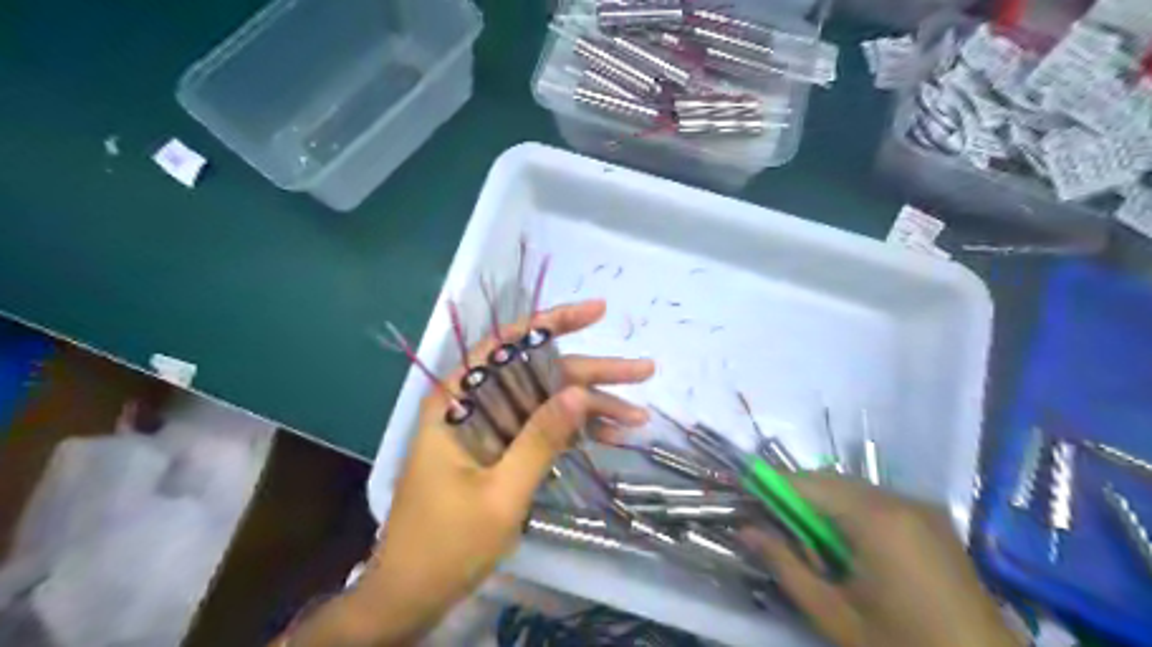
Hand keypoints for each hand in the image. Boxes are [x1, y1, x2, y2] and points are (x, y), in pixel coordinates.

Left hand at [278, 301, 652, 644]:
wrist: (411, 595)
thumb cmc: (445, 546)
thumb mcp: (500, 495)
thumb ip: (539, 440)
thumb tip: (579, 392)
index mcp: (457, 402)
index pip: (508, 344)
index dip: (554, 322)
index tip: (597, 312)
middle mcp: (472, 404)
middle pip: (537, 374)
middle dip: (592, 373)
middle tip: (642, 371)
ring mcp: (487, 427)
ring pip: (545, 401)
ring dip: (590, 407)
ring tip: (637, 415)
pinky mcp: (498, 449)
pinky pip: (540, 429)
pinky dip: (573, 432)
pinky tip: (609, 436)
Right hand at [739, 476, 1015, 645]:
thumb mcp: (834, 614)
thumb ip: (784, 564)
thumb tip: (744, 529)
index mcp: (876, 519)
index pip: (806, 484)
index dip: (771, 486)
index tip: (743, 495)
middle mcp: (901, 500)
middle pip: (830, 481)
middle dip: (797, 497)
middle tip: (776, 529)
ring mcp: (922, 507)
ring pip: (853, 489)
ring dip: (824, 505)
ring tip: (813, 545)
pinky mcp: (934, 519)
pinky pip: (878, 501)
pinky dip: (851, 512)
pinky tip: (850, 548)